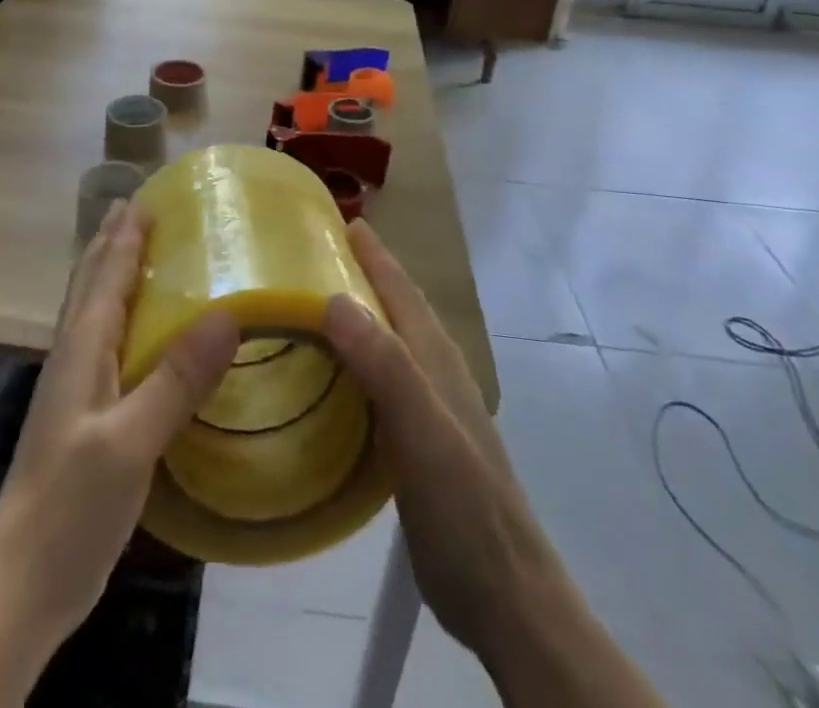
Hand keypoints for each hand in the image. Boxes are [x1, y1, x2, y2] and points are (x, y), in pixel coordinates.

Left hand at [0, 201, 239, 644]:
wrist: (21, 584)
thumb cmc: (70, 504)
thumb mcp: (130, 441)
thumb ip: (176, 379)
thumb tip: (228, 314)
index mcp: (82, 348)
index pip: (106, 275)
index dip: (125, 235)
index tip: (145, 197)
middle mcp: (74, 356)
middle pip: (92, 283)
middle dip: (112, 242)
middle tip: (138, 207)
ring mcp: (76, 388)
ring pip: (95, 311)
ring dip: (113, 274)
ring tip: (138, 251)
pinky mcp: (85, 416)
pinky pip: (105, 344)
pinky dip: (122, 316)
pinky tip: (139, 332)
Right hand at [321, 220, 556, 659]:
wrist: (507, 598)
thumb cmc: (465, 510)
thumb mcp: (423, 433)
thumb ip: (385, 365)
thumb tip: (333, 299)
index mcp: (436, 360)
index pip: (401, 290)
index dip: (373, 254)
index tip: (338, 220)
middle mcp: (435, 373)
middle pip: (395, 309)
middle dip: (361, 275)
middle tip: (311, 256)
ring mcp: (430, 409)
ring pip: (388, 344)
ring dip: (357, 317)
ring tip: (312, 306)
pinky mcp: (418, 442)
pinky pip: (380, 382)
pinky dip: (356, 364)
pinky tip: (330, 378)